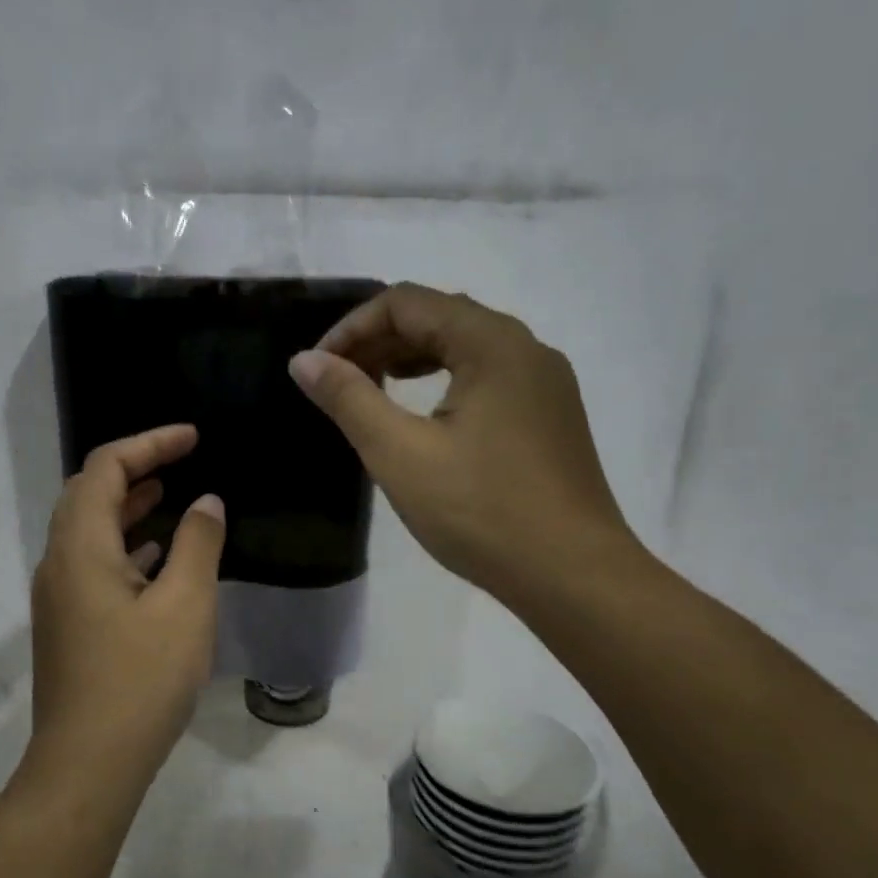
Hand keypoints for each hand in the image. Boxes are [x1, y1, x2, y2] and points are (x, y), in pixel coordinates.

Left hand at [24, 424, 226, 796]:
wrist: (88, 765)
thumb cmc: (140, 680)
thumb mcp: (185, 606)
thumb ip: (197, 545)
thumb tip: (206, 502)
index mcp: (80, 547)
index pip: (104, 467)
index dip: (149, 443)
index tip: (193, 438)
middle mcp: (59, 563)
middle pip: (88, 493)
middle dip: (134, 468)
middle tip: (181, 460)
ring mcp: (59, 596)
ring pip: (89, 530)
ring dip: (127, 506)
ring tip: (170, 496)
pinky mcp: (68, 625)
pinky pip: (94, 564)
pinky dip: (125, 545)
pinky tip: (157, 558)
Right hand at [289, 283, 640, 611]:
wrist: (573, 575)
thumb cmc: (482, 511)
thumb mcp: (400, 454)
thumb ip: (349, 399)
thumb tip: (304, 360)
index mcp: (493, 343)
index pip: (407, 302)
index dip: (352, 327)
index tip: (318, 368)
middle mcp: (526, 348)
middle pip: (439, 317)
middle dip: (380, 341)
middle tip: (338, 382)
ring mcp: (545, 383)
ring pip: (465, 347)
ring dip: (410, 360)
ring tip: (372, 391)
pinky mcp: (550, 416)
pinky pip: (488, 376)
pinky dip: (443, 381)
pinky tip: (424, 417)